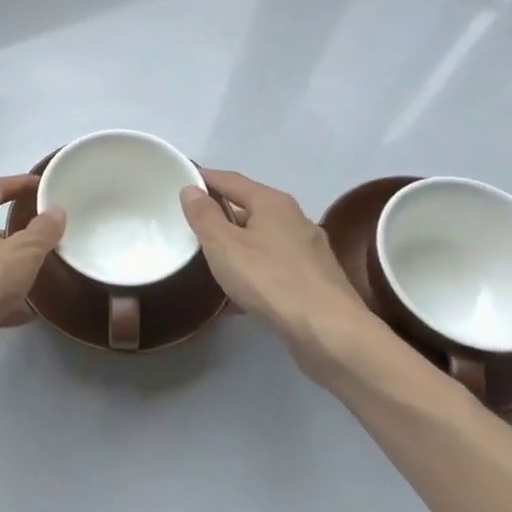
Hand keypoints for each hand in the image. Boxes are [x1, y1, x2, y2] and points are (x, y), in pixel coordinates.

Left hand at [0, 175, 64, 370]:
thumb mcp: (22, 253)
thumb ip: (42, 232)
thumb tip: (56, 210)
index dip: (18, 183)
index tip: (41, 185)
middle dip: (16, 229)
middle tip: (45, 231)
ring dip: (12, 265)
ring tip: (42, 270)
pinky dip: (7, 299)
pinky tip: (29, 311)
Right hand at [180, 170, 374, 382]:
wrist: (330, 332)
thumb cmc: (270, 279)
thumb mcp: (223, 245)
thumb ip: (204, 216)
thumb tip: (191, 189)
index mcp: (272, 202)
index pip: (230, 179)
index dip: (205, 178)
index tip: (181, 182)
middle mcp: (295, 219)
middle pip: (250, 208)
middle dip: (221, 214)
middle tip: (191, 224)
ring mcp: (309, 250)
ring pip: (263, 239)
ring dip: (237, 245)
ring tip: (210, 259)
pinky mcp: (316, 280)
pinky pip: (275, 266)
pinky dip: (254, 270)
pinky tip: (239, 293)